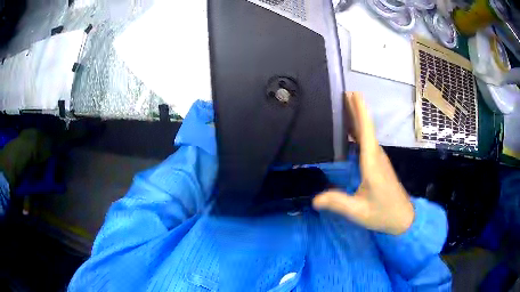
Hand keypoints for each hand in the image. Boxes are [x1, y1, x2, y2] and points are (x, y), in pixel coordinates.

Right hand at [313, 92, 413, 234]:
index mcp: (372, 164)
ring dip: (357, 120)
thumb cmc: (383, 213)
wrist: (403, 218)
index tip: (353, 94)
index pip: (366, 132)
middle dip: (356, 110)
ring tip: (344, 108)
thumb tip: (314, 199)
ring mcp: (379, 160)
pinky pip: (368, 143)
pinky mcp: (379, 165)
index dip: (360, 112)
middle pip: (366, 129)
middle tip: (343, 95)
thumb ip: (338, 203)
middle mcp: (376, 157)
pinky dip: (359, 132)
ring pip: (368, 134)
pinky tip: (352, 133)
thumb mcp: (358, 211)